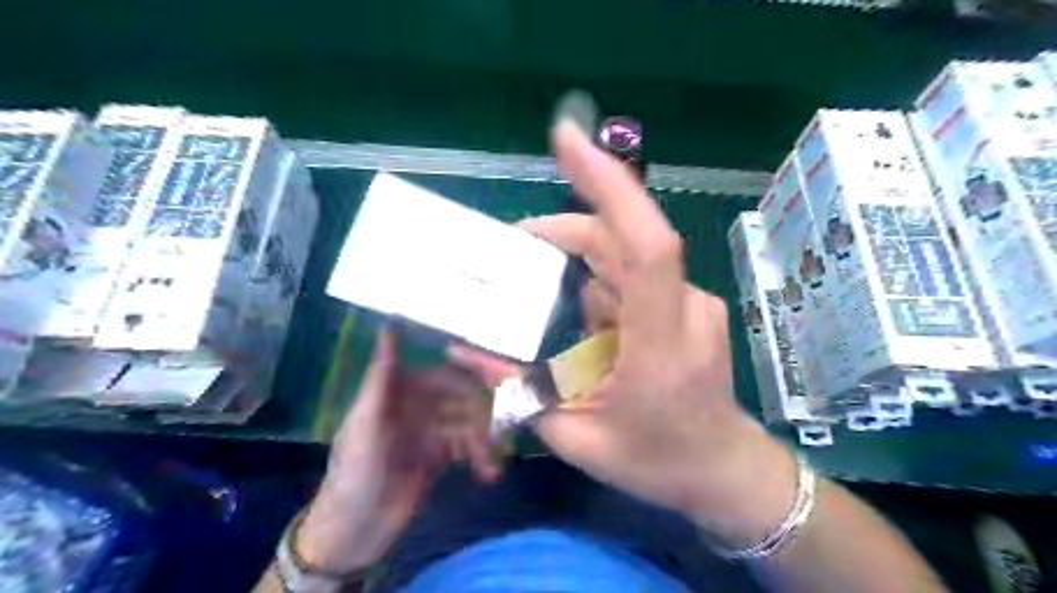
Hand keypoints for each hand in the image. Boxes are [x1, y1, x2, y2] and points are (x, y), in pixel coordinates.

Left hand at [295, 331, 498, 571]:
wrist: (355, 530)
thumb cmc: (356, 470)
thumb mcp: (367, 420)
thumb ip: (382, 376)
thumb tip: (388, 327)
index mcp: (399, 393)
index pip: (442, 374)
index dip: (468, 374)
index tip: (496, 376)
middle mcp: (419, 407)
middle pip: (461, 399)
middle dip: (482, 413)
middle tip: (503, 427)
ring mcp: (431, 432)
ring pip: (469, 423)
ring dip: (483, 440)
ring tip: (490, 462)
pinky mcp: (441, 456)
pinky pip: (469, 446)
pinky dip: (480, 457)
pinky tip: (488, 471)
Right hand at [460, 122, 796, 547]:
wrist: (724, 470)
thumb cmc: (657, 462)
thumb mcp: (576, 439)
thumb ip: (519, 394)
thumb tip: (467, 350)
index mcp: (659, 345)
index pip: (645, 245)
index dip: (609, 185)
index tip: (567, 140)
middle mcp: (683, 310)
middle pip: (623, 239)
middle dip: (564, 230)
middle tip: (515, 244)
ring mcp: (692, 303)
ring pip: (626, 257)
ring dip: (577, 262)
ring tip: (535, 285)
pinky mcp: (688, 305)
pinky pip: (635, 278)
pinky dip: (598, 285)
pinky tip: (579, 319)